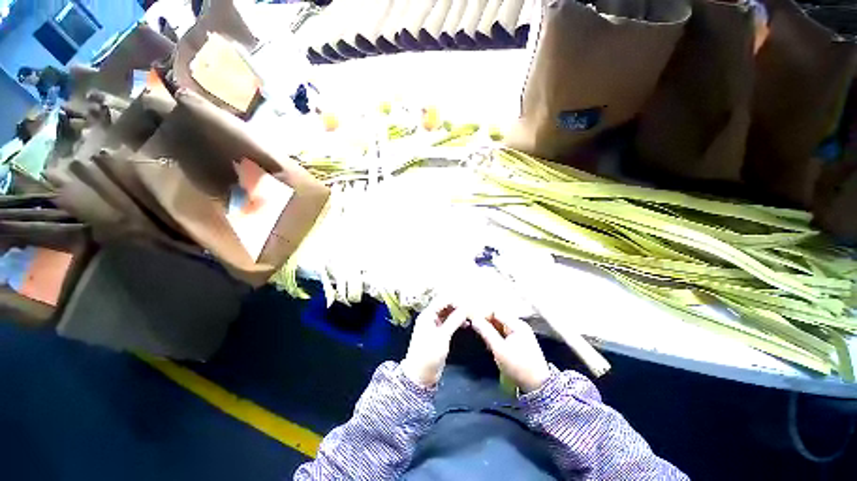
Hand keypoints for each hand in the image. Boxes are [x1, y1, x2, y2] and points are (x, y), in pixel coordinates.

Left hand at [400, 298, 467, 387]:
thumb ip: (454, 320)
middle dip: (458, 306)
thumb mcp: (443, 336)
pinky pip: (448, 322)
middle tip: (472, 310)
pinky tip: (466, 324)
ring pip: (448, 313)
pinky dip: (457, 321)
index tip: (469, 305)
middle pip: (445, 305)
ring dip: (458, 314)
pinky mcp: (438, 332)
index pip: (443, 300)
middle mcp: (430, 316)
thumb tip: (466, 308)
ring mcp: (434, 324)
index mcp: (428, 314)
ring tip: (471, 317)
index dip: (456, 301)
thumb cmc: (429, 354)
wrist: (420, 375)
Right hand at [471, 313, 550, 392]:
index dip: (483, 315)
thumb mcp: (499, 349)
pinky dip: (495, 335)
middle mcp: (519, 325)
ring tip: (480, 336)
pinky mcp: (518, 341)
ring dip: (489, 329)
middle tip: (475, 330)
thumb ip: (486, 332)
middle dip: (485, 322)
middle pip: (498, 317)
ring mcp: (520, 333)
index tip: (472, 322)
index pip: (496, 311)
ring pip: (499, 325)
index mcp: (517, 324)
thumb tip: (474, 319)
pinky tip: (488, 342)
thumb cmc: (518, 366)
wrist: (537, 387)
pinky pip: (503, 332)